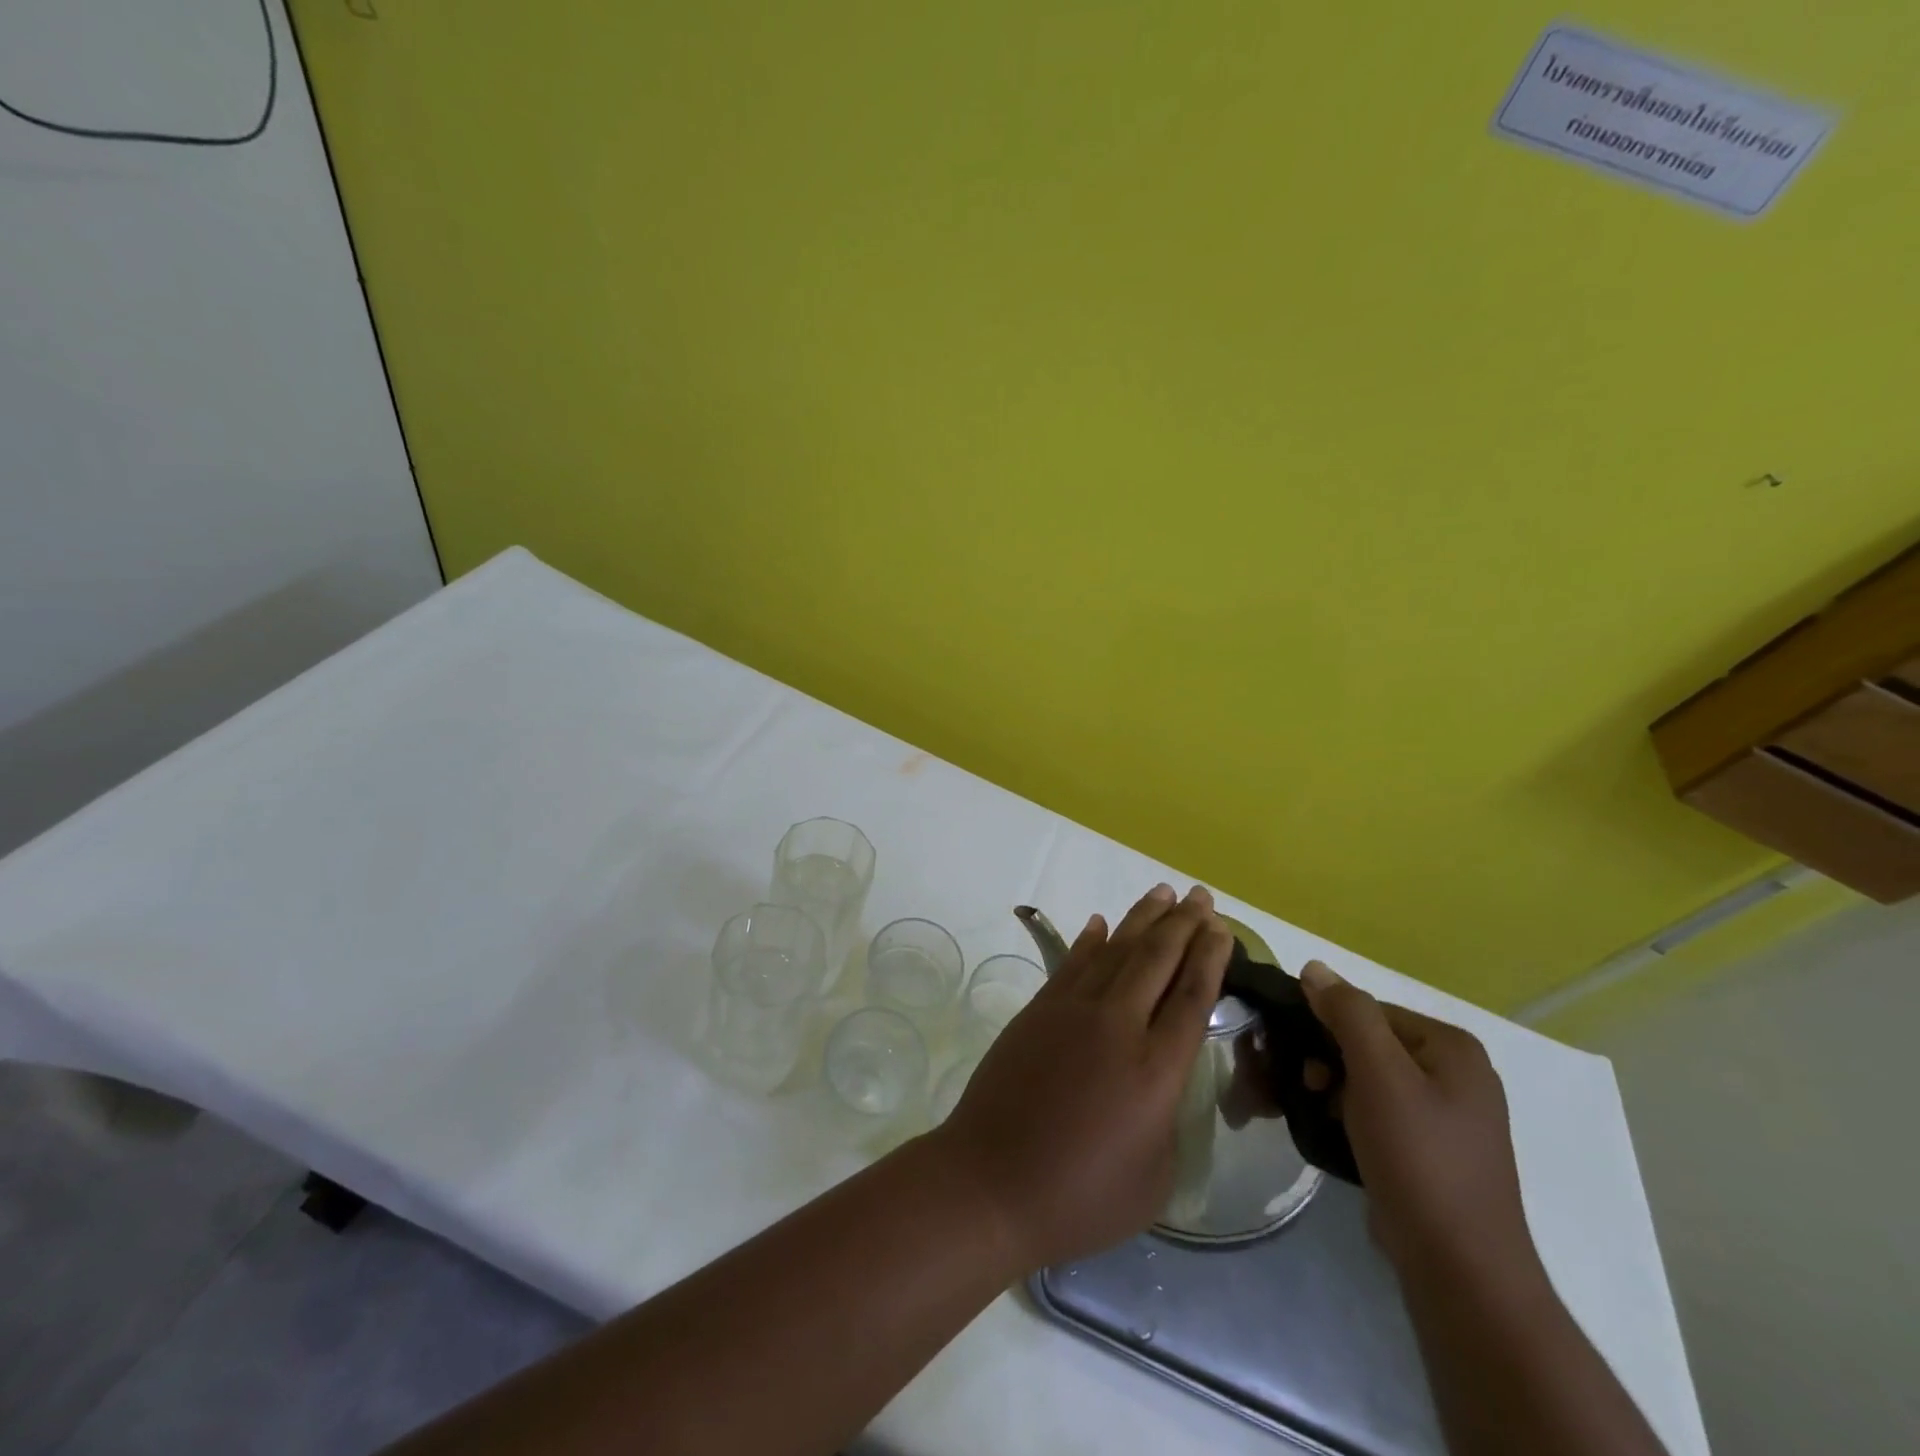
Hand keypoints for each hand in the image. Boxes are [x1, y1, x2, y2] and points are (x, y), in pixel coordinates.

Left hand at [932, 883, 1232, 1272]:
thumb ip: (1167, 1119)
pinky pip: (1072, 962)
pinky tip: (1102, 923)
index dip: (1211, 958)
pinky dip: (1091, 940)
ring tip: (1164, 894)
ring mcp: (1072, 1011)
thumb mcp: (1154, 1178)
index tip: (1222, 928)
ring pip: (1116, 950)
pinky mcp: (1038, 1010)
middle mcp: (1118, 1026)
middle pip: (1158, 960)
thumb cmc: (1080, 1197)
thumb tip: (1160, 1082)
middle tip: (1201, 896)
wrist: (991, 1182)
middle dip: (1184, 924)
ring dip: (1142, 919)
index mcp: (1157, 1070)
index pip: (1192, 997)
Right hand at [1298, 962, 1538, 1284]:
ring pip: (1366, 1080)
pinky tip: (1327, 1133)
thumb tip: (1314, 968)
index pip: (1368, 1011)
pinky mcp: (1430, 1151)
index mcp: (1451, 1047)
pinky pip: (1376, 1114)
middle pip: (1366, 1044)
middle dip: (1323, 1060)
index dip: (1323, 1025)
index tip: (1292, 1055)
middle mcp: (1455, 1074)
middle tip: (1298, 1088)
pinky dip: (1346, 1116)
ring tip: (1306, 1113)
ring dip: (1328, 1090)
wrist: (1459, 1268)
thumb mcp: (1379, 1075)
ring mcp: (1446, 1116)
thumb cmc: (1419, 1158)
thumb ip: (1348, 1013)